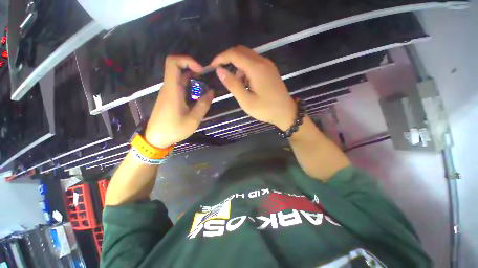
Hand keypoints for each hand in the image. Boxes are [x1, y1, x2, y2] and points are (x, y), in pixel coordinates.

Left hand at [144, 56, 213, 148]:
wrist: (156, 138)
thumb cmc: (174, 130)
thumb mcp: (193, 120)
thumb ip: (203, 105)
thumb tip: (211, 92)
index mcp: (172, 90)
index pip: (173, 63)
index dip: (187, 60)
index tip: (201, 70)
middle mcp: (169, 88)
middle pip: (178, 68)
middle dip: (194, 70)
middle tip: (207, 79)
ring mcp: (168, 92)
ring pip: (180, 77)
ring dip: (194, 79)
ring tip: (206, 88)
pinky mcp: (170, 98)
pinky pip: (180, 86)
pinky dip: (190, 87)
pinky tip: (198, 96)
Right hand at [211, 46, 296, 130]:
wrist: (286, 112)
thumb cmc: (265, 109)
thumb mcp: (246, 101)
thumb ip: (233, 84)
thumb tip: (219, 70)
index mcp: (256, 68)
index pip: (234, 54)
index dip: (221, 58)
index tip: (212, 67)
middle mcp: (263, 62)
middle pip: (241, 51)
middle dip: (228, 60)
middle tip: (222, 74)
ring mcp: (268, 65)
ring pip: (247, 57)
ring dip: (238, 67)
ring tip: (237, 85)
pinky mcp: (270, 70)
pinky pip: (254, 63)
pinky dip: (246, 70)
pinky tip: (246, 84)